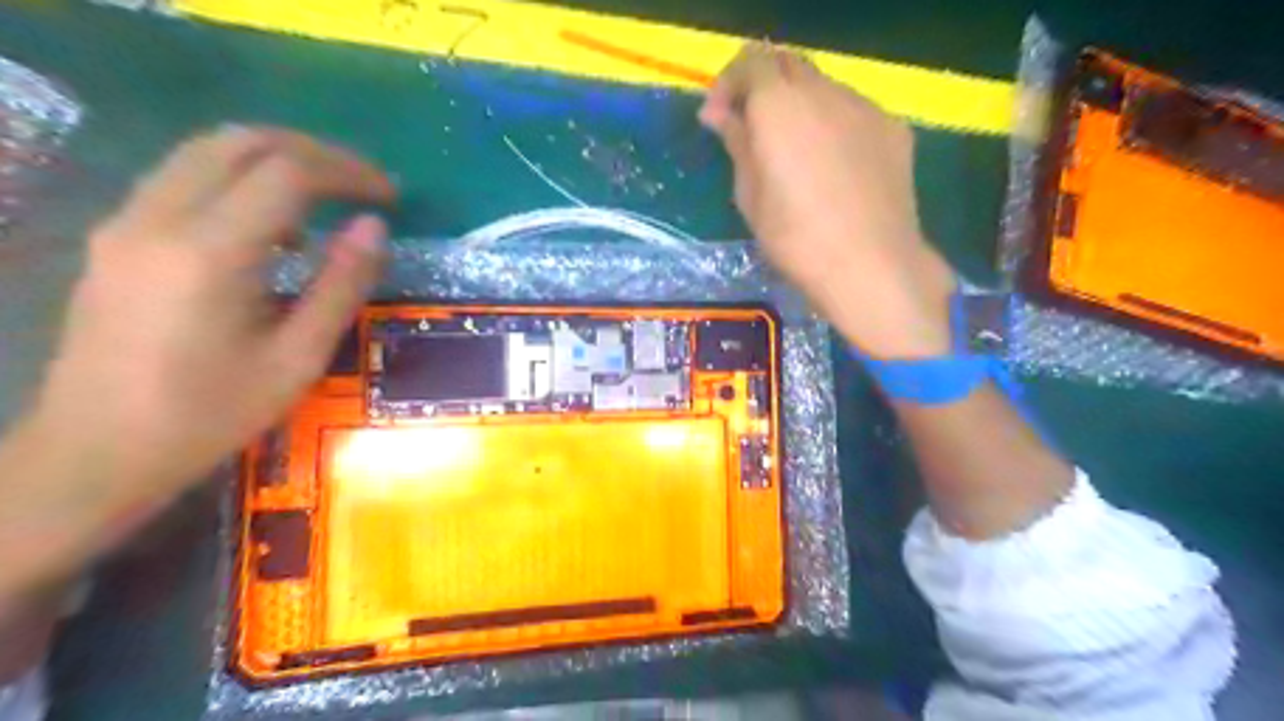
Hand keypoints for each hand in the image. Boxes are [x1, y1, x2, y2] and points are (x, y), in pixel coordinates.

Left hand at [29, 128, 397, 517]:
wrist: (96, 452)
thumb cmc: (211, 415)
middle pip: (242, 142)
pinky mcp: (116, 236)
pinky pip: (184, 178)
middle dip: (314, 153)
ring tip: (325, 202)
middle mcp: (158, 218)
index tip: (391, 195)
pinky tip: (270, 230)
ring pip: (207, 151)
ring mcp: (127, 222)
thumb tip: (374, 227)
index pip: (288, 173)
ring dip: (275, 161)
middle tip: (362, 185)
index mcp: (209, 253)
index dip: (349, 173)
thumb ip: (341, 286)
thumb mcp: (298, 358)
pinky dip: (239, 181)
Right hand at [698, 42, 958, 357]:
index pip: (750, 62)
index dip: (729, 84)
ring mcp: (864, 107)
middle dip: (764, 89)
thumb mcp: (750, 196)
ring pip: (823, 87)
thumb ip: (738, 143)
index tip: (718, 120)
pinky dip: (833, 125)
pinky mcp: (893, 128)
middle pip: (788, 65)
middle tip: (753, 131)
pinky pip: (853, 112)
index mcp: (779, 105)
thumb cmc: (795, 238)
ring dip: (800, 107)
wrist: (870, 264)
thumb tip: (723, 115)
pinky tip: (833, 167)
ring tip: (796, 153)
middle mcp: (824, 91)